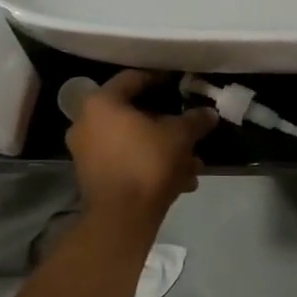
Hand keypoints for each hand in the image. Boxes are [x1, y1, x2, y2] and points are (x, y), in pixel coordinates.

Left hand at [66, 71, 218, 220]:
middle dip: (166, 124)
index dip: (159, 79)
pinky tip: (180, 181)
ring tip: (192, 163)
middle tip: (189, 129)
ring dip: (163, 149)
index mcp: (101, 103)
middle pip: (133, 114)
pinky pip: (126, 162)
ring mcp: (86, 152)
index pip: (132, 79)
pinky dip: (149, 166)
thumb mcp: (179, 136)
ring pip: (132, 142)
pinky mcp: (93, 177)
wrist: (121, 217)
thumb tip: (210, 113)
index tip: (179, 84)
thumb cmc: (147, 162)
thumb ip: (194, 120)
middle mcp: (86, 123)